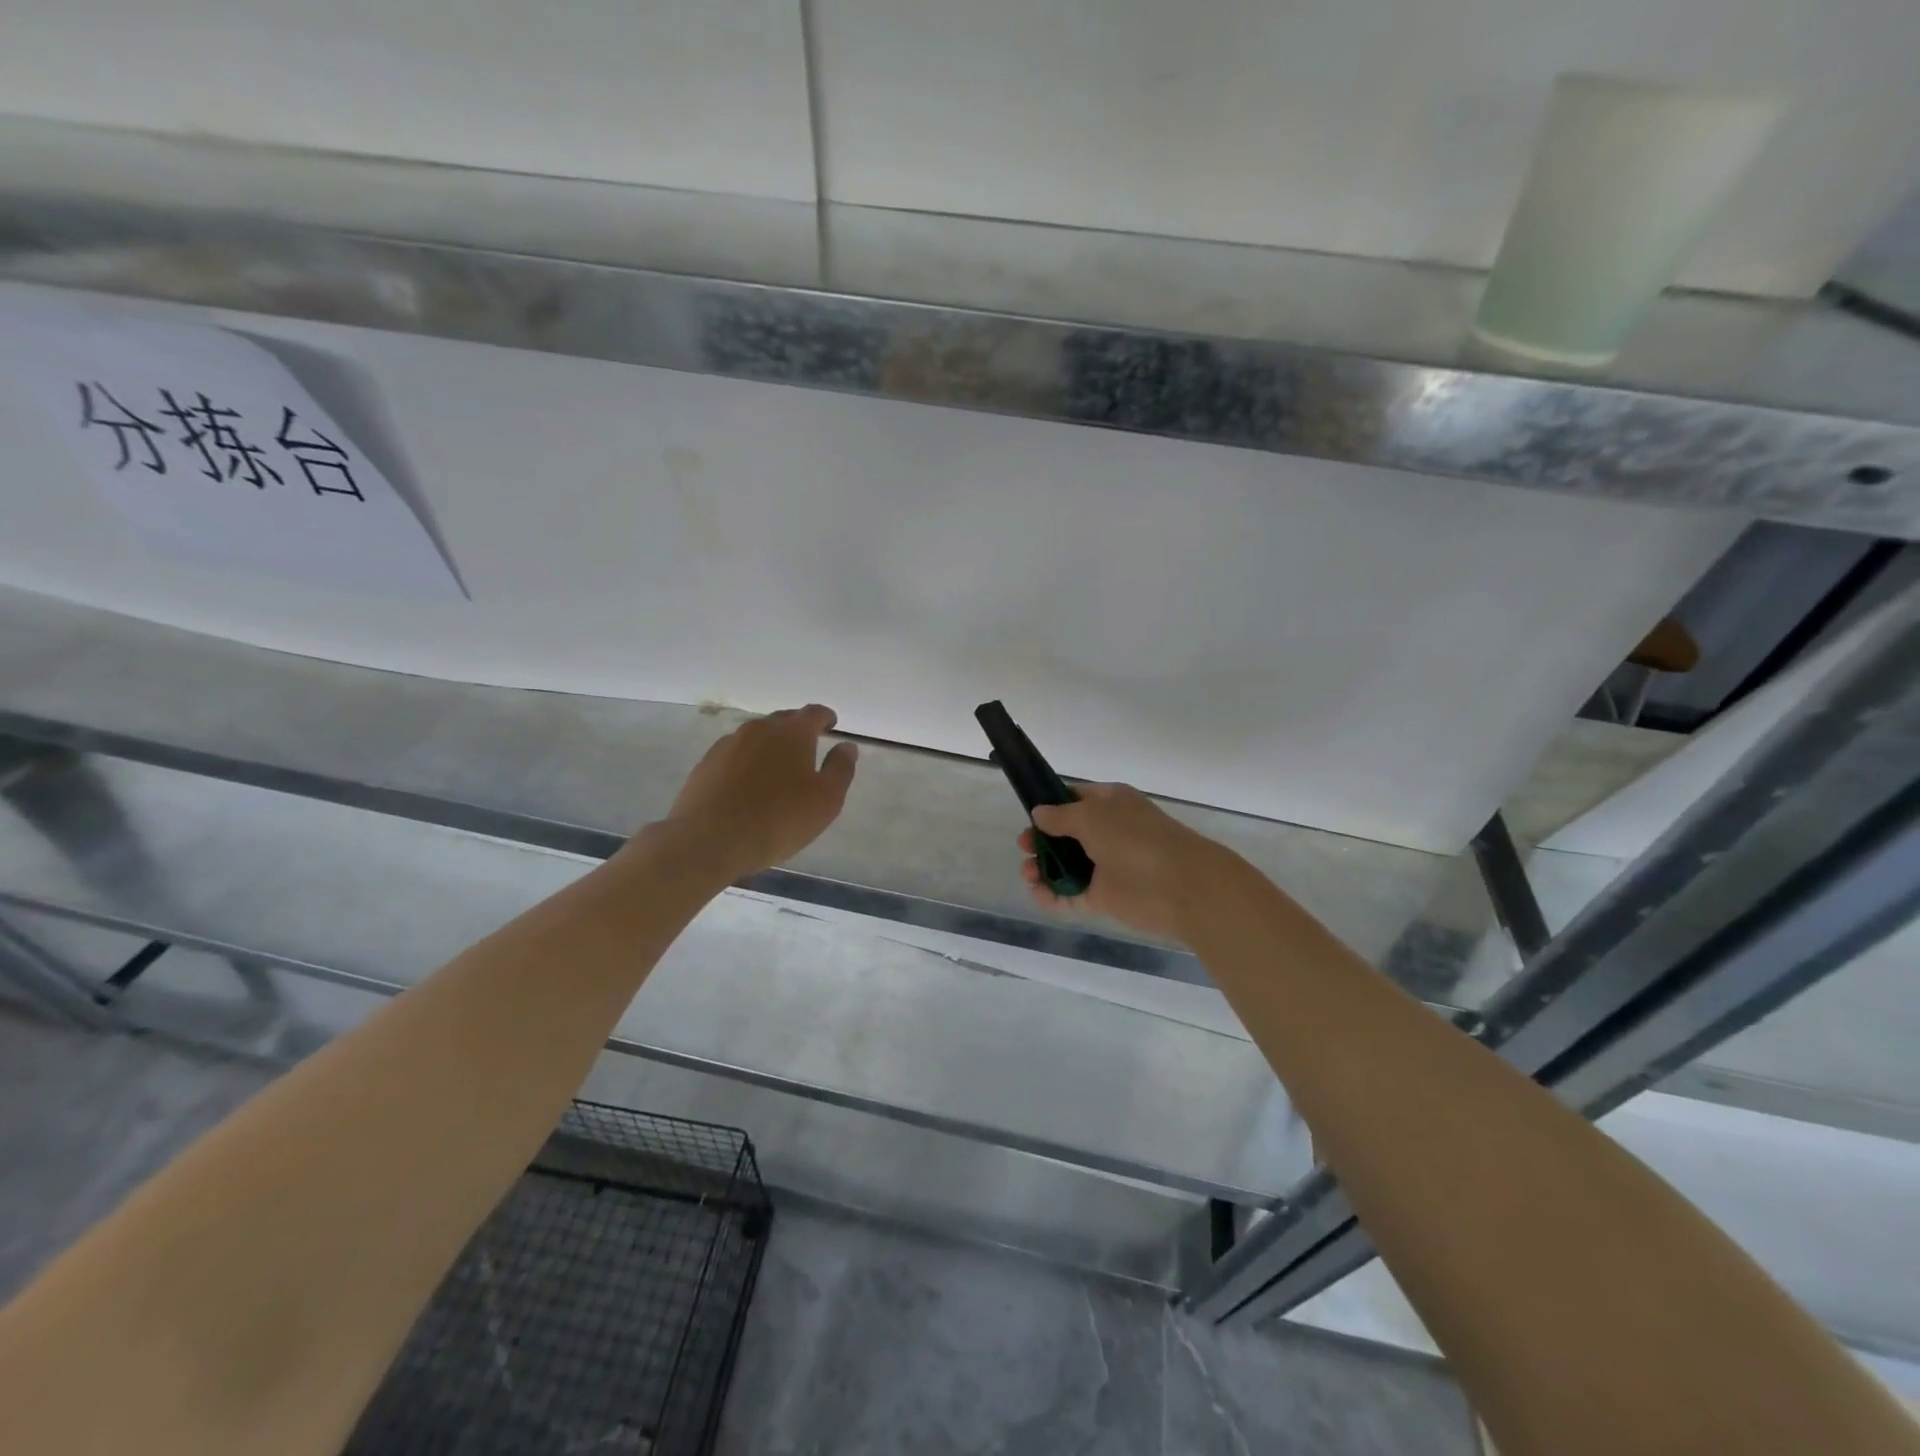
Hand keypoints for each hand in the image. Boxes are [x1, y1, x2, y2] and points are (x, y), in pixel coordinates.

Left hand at [658, 704, 857, 879]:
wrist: (708, 840)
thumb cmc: (778, 820)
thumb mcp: (826, 800)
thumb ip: (840, 769)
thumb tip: (847, 746)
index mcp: (793, 732)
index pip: (814, 713)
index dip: (826, 718)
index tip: (832, 726)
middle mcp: (759, 729)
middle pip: (784, 721)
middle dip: (798, 730)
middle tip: (808, 750)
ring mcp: (728, 744)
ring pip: (757, 737)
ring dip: (771, 747)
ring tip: (777, 771)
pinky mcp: (706, 763)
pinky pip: (735, 755)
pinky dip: (747, 762)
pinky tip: (748, 786)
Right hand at [1019, 782, 1236, 942]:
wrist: (1181, 887)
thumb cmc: (1136, 840)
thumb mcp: (1092, 816)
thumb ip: (1061, 816)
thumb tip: (1039, 813)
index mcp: (1109, 804)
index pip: (1073, 799)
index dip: (1049, 807)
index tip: (1028, 816)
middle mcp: (1106, 831)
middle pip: (1064, 835)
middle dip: (1041, 840)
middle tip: (1024, 847)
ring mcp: (1105, 865)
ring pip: (1065, 865)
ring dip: (1042, 868)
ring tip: (1029, 874)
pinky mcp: (1104, 896)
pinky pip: (1071, 894)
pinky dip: (1052, 895)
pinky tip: (1038, 893)